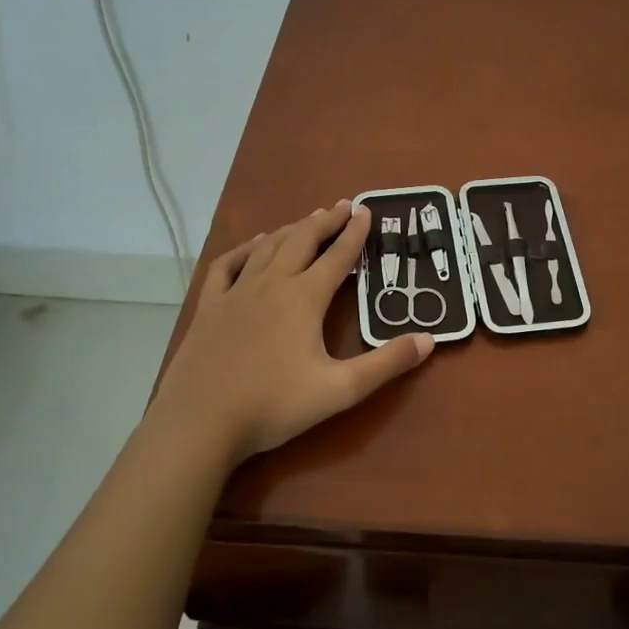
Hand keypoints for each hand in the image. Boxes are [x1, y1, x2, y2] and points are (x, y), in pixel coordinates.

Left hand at [148, 201, 433, 466]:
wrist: (200, 423)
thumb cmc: (274, 406)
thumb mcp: (340, 390)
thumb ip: (386, 364)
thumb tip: (429, 339)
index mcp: (304, 298)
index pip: (337, 257)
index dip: (354, 233)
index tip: (366, 211)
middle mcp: (272, 284)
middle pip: (302, 241)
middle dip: (325, 221)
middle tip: (342, 206)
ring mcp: (236, 293)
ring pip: (268, 248)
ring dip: (291, 230)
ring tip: (307, 220)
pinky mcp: (210, 307)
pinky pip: (228, 265)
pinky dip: (245, 249)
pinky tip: (254, 245)